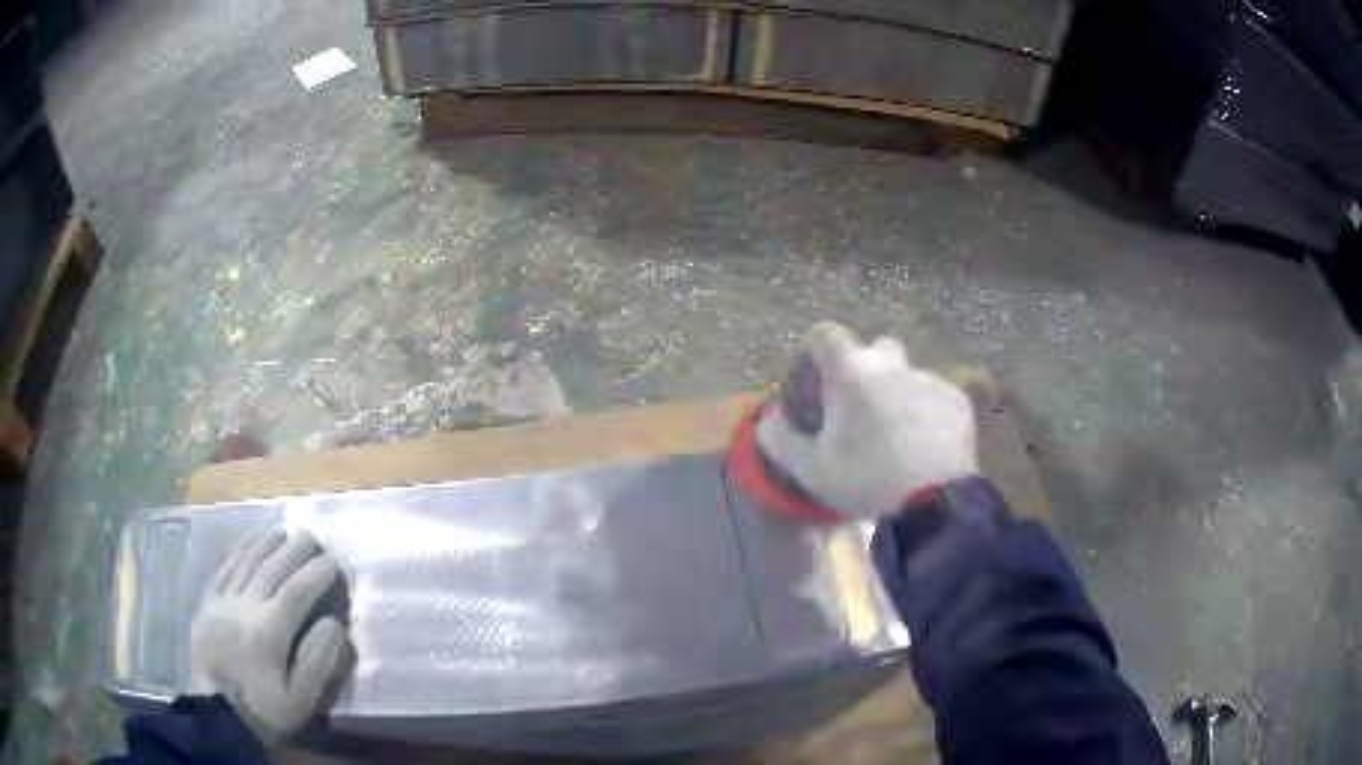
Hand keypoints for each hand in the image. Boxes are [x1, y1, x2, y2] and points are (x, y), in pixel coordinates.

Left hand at [189, 529, 351, 746]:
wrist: (216, 715)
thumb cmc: (264, 711)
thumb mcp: (300, 700)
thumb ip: (318, 661)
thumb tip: (334, 623)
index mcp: (269, 633)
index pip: (297, 591)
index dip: (316, 573)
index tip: (333, 562)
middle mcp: (244, 607)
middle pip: (271, 568)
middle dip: (294, 549)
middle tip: (312, 537)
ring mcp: (221, 602)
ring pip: (245, 563)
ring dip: (265, 544)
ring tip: (283, 532)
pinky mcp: (206, 604)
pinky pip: (222, 571)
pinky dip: (237, 554)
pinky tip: (247, 547)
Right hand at [756, 322, 978, 518]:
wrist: (936, 503)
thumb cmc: (868, 481)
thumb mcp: (811, 470)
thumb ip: (781, 440)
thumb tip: (771, 418)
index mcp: (852, 374)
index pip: (825, 334)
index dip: (814, 350)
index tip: (814, 379)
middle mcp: (892, 365)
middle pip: (873, 349)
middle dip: (862, 370)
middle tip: (858, 409)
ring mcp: (929, 379)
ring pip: (905, 375)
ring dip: (895, 394)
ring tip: (895, 437)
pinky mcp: (956, 399)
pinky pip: (932, 396)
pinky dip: (924, 412)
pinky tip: (924, 446)